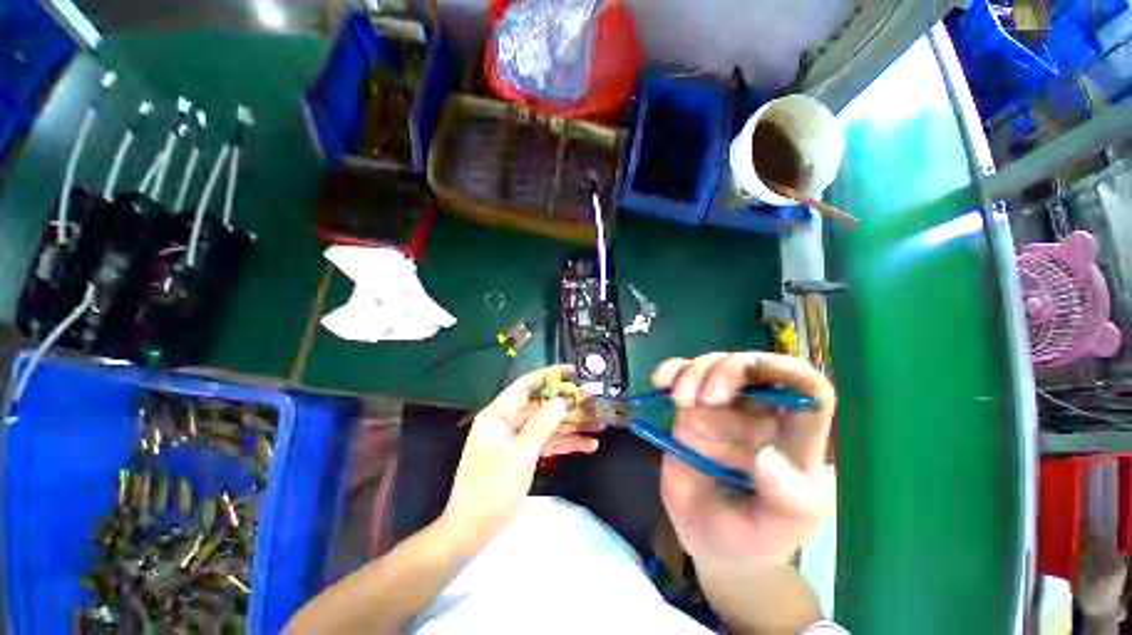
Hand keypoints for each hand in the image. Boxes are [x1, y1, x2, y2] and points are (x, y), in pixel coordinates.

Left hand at [440, 365, 601, 554]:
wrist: (474, 529)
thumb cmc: (492, 486)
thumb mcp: (520, 453)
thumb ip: (542, 424)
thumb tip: (563, 400)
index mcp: (500, 413)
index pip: (526, 385)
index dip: (550, 375)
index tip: (573, 372)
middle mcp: (509, 421)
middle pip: (543, 406)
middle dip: (568, 405)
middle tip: (594, 402)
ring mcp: (518, 439)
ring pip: (549, 425)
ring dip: (572, 426)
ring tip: (599, 425)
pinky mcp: (525, 454)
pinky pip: (548, 443)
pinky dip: (566, 444)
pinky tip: (588, 445)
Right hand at [654, 352, 835, 566]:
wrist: (709, 541)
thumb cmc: (753, 538)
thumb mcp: (777, 530)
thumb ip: (784, 500)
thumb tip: (766, 456)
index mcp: (794, 440)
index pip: (809, 390)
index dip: (789, 370)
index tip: (757, 371)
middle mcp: (759, 416)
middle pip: (751, 367)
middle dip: (728, 370)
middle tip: (707, 399)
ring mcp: (721, 410)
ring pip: (713, 365)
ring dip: (694, 372)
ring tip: (680, 401)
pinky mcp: (690, 410)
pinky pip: (681, 376)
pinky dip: (670, 370)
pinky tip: (659, 381)